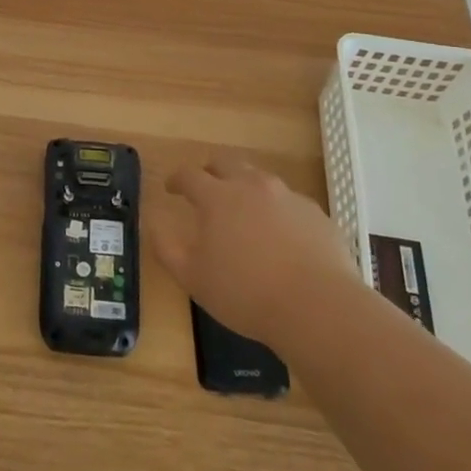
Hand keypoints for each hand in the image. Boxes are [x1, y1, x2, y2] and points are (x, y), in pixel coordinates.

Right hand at [149, 153, 358, 349]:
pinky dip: (277, 210)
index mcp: (218, 197)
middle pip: (226, 163)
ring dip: (245, 186)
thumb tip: (152, 224)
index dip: (177, 179)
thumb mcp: (193, 278)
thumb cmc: (246, 293)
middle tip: (205, 187)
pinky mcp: (316, 214)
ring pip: (260, 178)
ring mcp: (288, 197)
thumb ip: (167, 249)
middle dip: (211, 171)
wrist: (318, 307)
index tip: (171, 188)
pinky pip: (289, 202)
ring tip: (243, 210)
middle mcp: (252, 186)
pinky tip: (280, 235)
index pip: (190, 175)